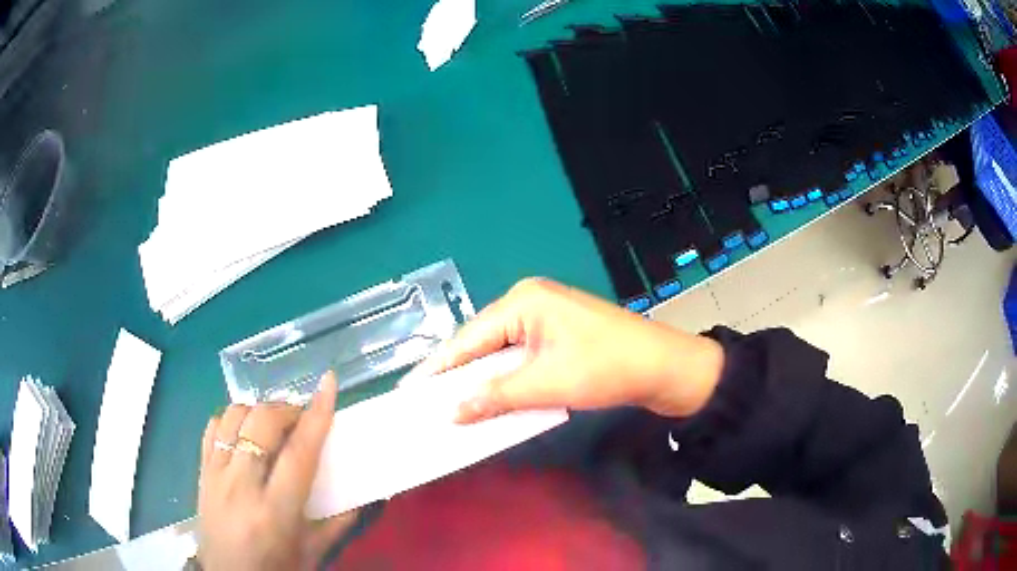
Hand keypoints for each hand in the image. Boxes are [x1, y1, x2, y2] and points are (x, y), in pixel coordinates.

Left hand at [197, 373, 357, 569]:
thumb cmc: (276, 569)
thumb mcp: (313, 553)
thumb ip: (339, 523)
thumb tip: (364, 496)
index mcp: (275, 511)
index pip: (298, 452)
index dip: (316, 415)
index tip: (328, 384)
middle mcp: (241, 485)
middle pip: (261, 423)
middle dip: (286, 409)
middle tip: (300, 420)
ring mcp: (215, 474)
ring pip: (232, 416)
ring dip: (257, 411)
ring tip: (272, 426)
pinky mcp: (201, 471)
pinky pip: (213, 427)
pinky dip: (231, 419)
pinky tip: (244, 432)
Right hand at [413, 278, 724, 422]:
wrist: (664, 367)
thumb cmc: (607, 368)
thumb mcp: (548, 384)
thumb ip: (496, 396)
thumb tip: (452, 412)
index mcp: (523, 302)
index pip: (467, 338)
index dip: (437, 368)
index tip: (409, 392)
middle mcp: (529, 302)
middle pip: (482, 344)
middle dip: (458, 376)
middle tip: (426, 405)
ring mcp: (545, 318)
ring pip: (501, 353)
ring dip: (483, 381)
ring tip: (451, 406)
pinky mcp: (558, 335)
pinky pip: (521, 358)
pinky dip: (507, 380)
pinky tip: (491, 399)